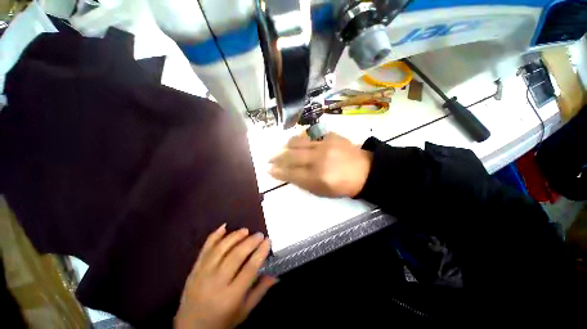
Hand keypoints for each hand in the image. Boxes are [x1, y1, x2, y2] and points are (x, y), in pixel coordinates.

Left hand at [174, 224, 275, 328]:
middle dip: (250, 242)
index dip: (260, 252)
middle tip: (259, 234)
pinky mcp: (194, 270)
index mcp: (230, 297)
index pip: (249, 269)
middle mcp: (215, 283)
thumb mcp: (243, 312)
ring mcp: (202, 274)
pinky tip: (224, 227)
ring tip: (245, 230)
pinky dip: (214, 236)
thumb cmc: (221, 322)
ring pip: (220, 249)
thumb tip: (276, 276)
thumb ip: (260, 292)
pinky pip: (204, 249)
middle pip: (236, 256)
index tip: (268, 240)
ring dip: (234, 236)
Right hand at [269, 132, 371, 197]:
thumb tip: (287, 174)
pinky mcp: (330, 135)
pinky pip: (310, 134)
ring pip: (298, 142)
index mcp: (318, 177)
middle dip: (277, 158)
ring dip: (286, 146)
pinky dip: (301, 137)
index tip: (269, 170)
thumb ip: (303, 182)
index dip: (278, 172)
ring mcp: (325, 145)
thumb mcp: (322, 191)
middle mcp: (319, 159)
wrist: (364, 170)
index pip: (291, 173)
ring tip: (282, 148)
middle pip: (291, 156)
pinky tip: (297, 140)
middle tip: (270, 158)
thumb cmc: (342, 185)